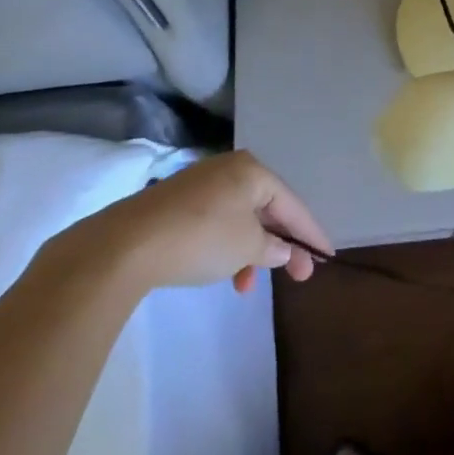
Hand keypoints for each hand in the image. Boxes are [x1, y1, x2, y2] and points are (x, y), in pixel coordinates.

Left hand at [57, 151, 333, 294]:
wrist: (125, 245)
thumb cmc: (201, 238)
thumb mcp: (247, 246)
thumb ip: (273, 247)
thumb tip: (283, 250)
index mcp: (252, 171)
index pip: (293, 204)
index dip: (311, 232)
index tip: (328, 256)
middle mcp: (228, 169)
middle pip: (267, 209)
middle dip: (281, 244)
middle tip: (298, 276)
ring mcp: (200, 184)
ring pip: (240, 219)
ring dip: (251, 251)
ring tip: (246, 284)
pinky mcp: (176, 203)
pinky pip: (217, 223)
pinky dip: (227, 246)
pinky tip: (222, 271)